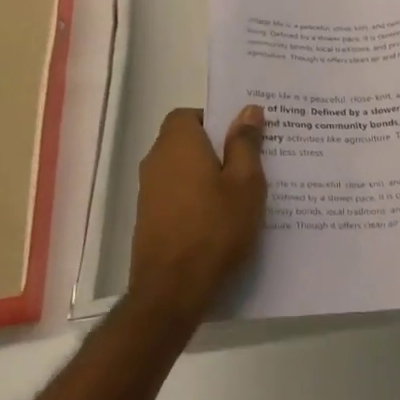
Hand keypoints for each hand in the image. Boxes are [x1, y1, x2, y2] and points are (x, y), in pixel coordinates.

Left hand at [128, 105, 265, 322]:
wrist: (173, 290)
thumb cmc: (215, 228)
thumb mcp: (246, 183)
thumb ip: (245, 143)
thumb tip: (248, 110)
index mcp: (178, 144)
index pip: (188, 114)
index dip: (214, 120)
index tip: (241, 137)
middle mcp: (156, 161)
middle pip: (185, 141)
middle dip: (216, 148)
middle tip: (251, 164)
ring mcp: (148, 192)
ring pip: (182, 170)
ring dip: (206, 175)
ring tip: (240, 194)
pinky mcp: (149, 219)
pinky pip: (177, 194)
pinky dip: (196, 198)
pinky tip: (220, 219)